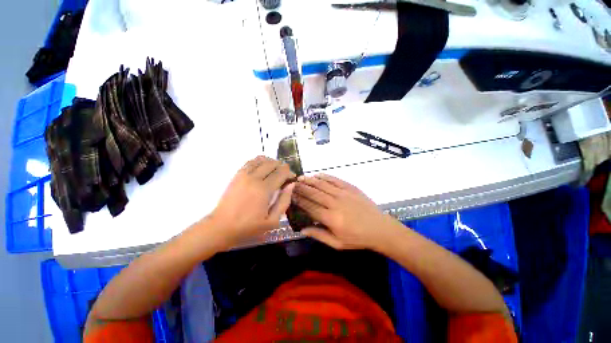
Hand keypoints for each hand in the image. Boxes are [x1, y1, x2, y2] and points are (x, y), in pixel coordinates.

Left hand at [209, 156, 295, 247]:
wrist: (221, 227)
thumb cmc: (248, 227)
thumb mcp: (272, 221)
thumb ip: (284, 201)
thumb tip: (291, 185)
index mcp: (264, 189)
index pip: (281, 172)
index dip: (289, 173)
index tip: (292, 178)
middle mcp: (254, 178)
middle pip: (272, 163)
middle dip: (282, 166)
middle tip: (285, 175)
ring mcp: (244, 174)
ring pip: (261, 160)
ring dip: (271, 162)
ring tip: (276, 170)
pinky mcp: (237, 175)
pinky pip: (251, 161)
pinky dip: (260, 161)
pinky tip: (263, 167)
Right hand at [292, 174, 393, 249]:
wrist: (379, 228)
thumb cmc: (357, 238)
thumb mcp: (337, 243)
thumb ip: (319, 235)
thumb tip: (302, 229)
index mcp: (330, 218)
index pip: (310, 206)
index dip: (299, 200)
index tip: (291, 195)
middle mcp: (334, 203)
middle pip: (314, 193)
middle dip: (301, 188)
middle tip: (292, 184)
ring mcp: (343, 193)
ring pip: (322, 184)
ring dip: (310, 180)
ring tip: (300, 178)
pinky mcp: (350, 188)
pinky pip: (335, 180)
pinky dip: (325, 177)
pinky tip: (317, 175)